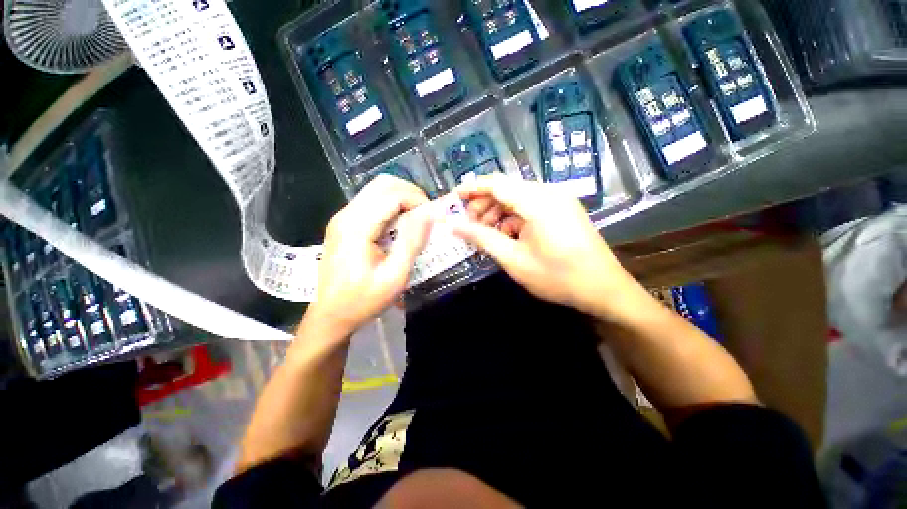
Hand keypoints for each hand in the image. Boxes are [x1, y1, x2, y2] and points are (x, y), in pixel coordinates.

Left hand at [307, 175, 431, 336]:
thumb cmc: (363, 300)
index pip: (393, 194)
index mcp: (356, 226)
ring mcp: (343, 217)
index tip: (433, 219)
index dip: (418, 200)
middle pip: (383, 184)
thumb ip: (411, 242)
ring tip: (416, 221)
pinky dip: (392, 207)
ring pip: (377, 190)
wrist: (330, 315)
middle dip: (411, 194)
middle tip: (426, 216)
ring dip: (402, 199)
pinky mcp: (344, 224)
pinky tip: (400, 226)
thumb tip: (428, 213)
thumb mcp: (395, 276)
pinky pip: (372, 203)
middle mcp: (346, 214)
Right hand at [449, 174, 637, 319]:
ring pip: (517, 198)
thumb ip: (482, 237)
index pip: (496, 183)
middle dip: (483, 205)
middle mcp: (549, 192)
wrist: (603, 290)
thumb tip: (454, 224)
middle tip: (468, 226)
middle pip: (506, 189)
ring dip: (497, 213)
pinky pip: (529, 207)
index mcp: (538, 201)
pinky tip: (506, 236)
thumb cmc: (557, 277)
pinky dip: (513, 219)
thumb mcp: (513, 259)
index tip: (453, 199)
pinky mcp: (562, 209)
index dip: (471, 189)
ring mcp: (558, 200)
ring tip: (486, 234)